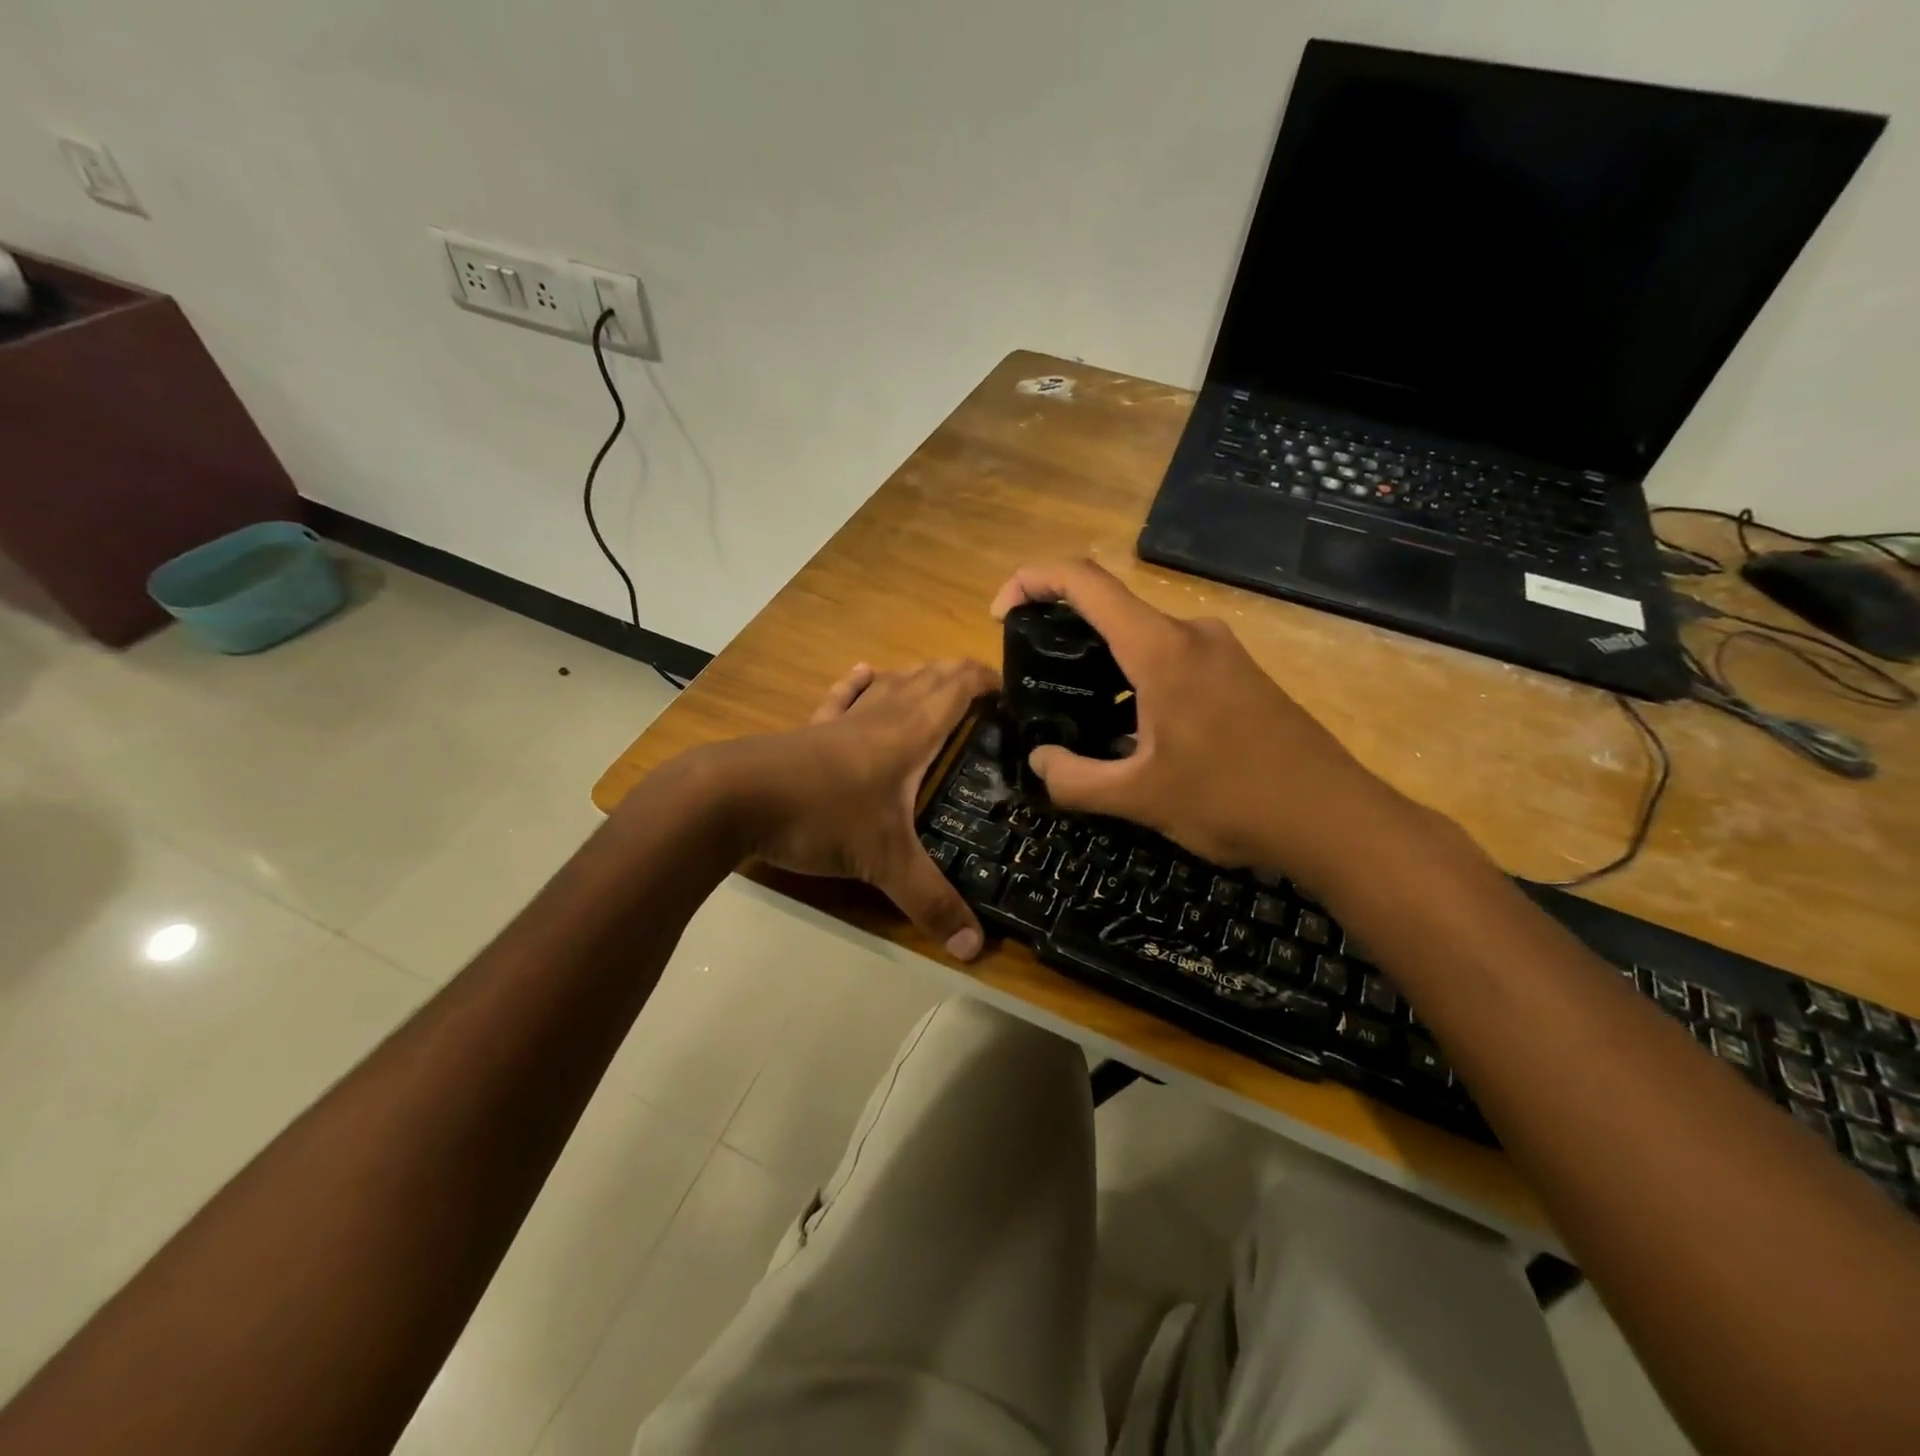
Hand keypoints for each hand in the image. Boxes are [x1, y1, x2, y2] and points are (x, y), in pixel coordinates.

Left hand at [711, 659, 998, 959]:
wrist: (732, 798)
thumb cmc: (820, 815)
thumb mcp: (883, 862)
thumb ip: (931, 902)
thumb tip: (975, 949)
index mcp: (910, 733)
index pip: (958, 687)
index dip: (988, 680)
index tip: (1015, 691)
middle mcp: (882, 715)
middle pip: (929, 678)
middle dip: (961, 676)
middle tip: (989, 696)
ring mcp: (843, 719)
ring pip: (890, 683)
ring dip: (920, 676)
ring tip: (940, 683)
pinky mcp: (811, 730)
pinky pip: (843, 696)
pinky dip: (860, 682)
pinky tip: (866, 672)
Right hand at [990, 560, 1416, 897]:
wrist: (1334, 819)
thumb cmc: (1233, 801)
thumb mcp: (1140, 799)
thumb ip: (1074, 780)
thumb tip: (1039, 762)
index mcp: (1161, 649)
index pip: (1084, 581)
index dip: (1031, 580)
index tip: (1000, 614)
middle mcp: (1192, 633)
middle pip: (1111, 607)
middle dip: (1062, 631)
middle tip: (1034, 678)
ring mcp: (1221, 651)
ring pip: (1143, 637)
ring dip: (1102, 663)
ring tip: (1077, 712)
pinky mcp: (1239, 674)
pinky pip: (1172, 658)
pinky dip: (1136, 678)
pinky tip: (1132, 730)